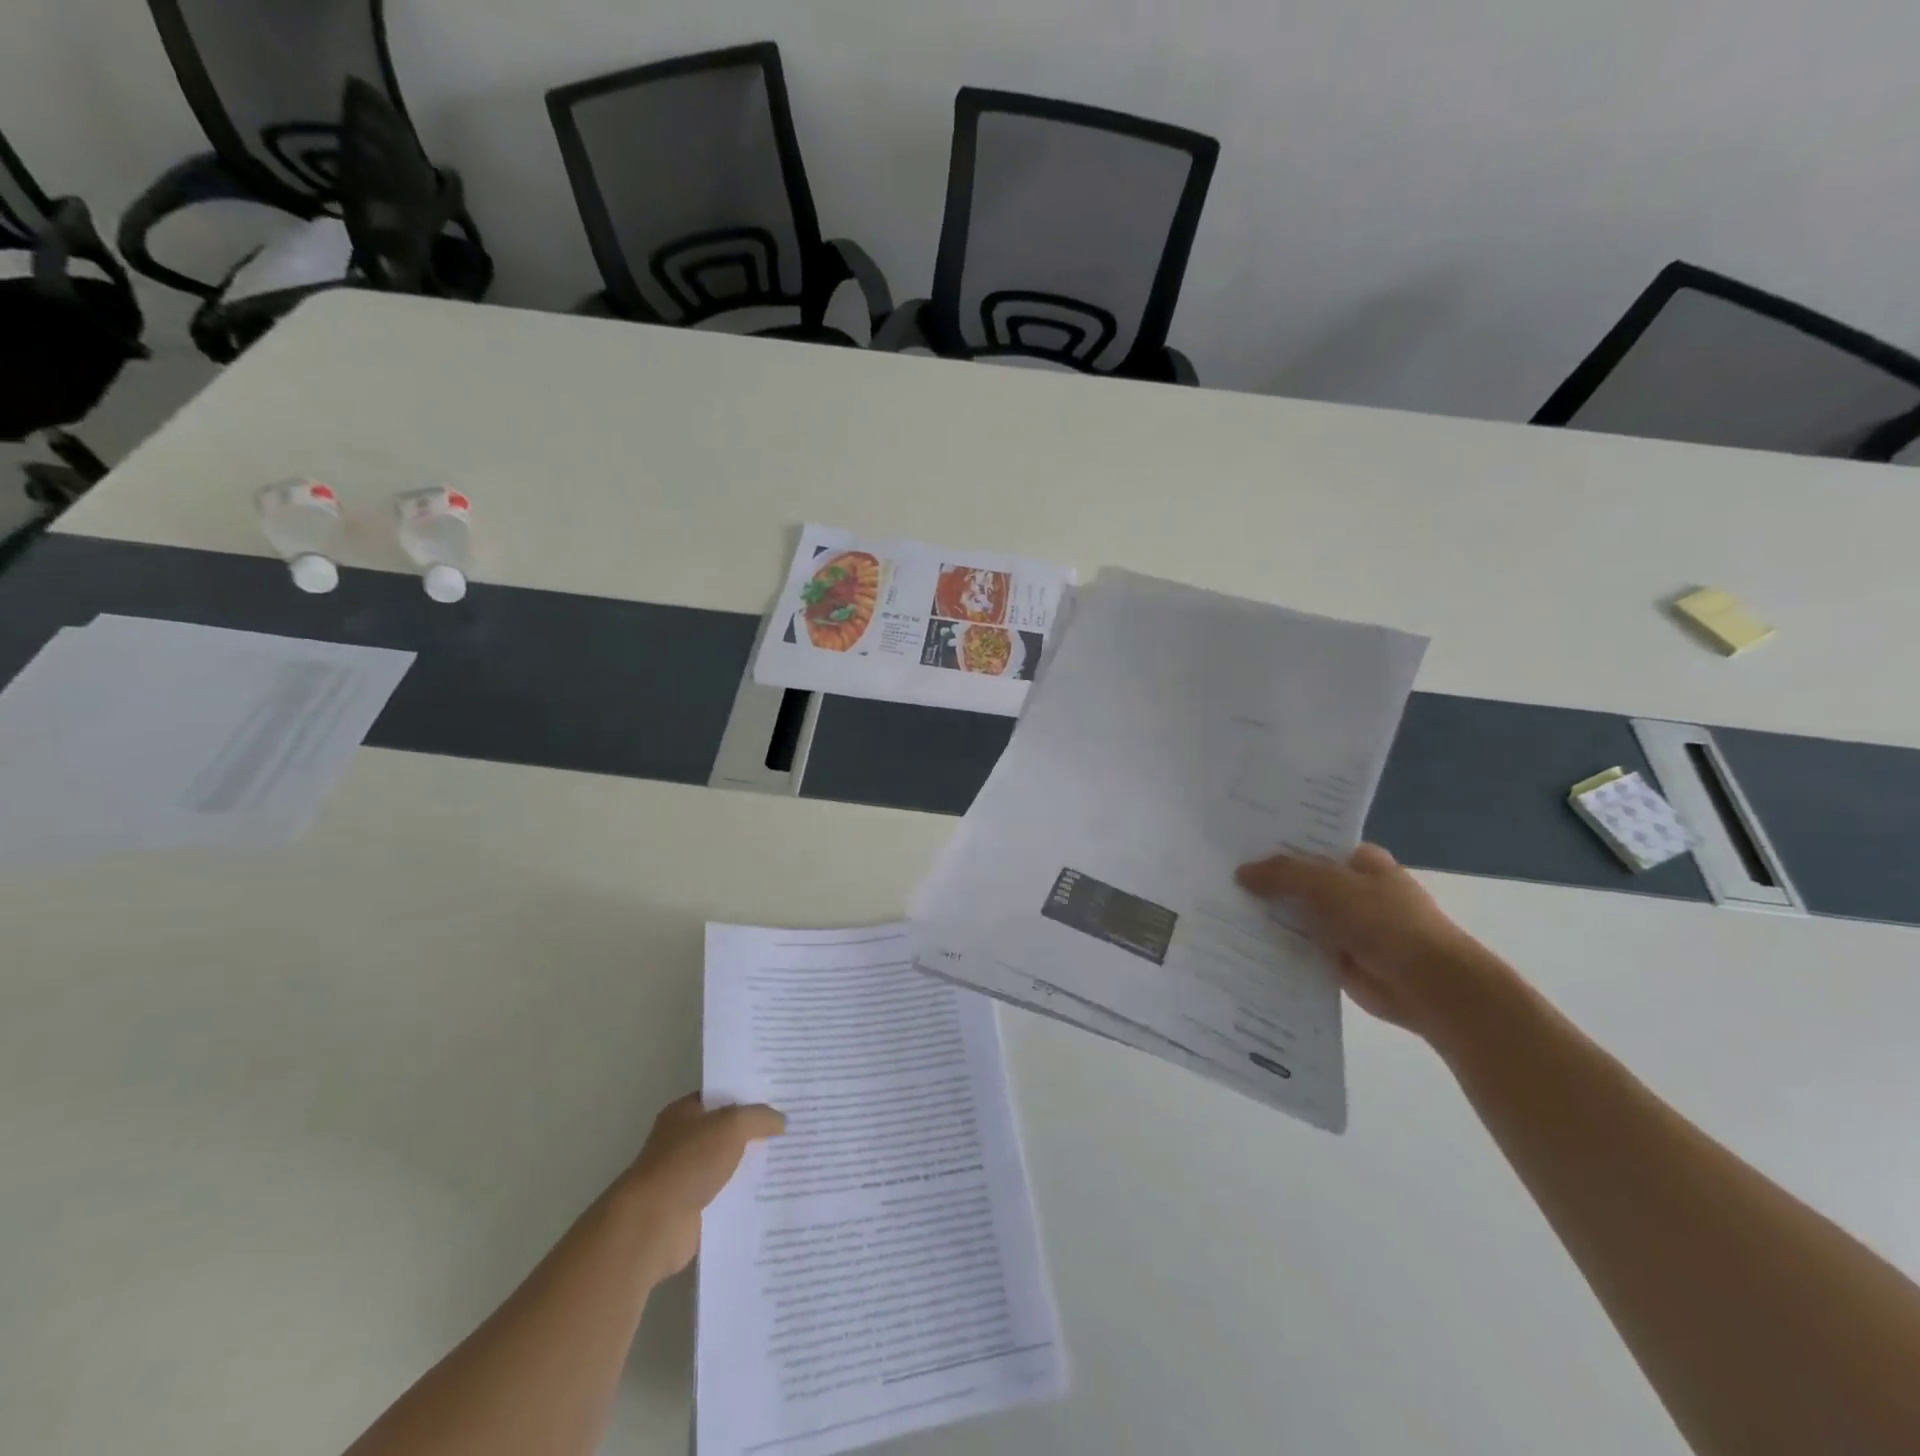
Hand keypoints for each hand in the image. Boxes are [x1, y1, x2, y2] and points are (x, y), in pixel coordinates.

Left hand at [622, 1094, 784, 1282]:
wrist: (654, 1224)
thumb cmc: (688, 1162)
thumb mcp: (732, 1125)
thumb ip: (759, 1117)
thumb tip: (781, 1120)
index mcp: (685, 1113)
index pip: (721, 1096)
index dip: (749, 1094)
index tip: (780, 1096)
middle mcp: (683, 1141)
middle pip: (727, 1131)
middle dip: (756, 1131)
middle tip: (793, 1126)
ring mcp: (687, 1177)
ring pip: (729, 1164)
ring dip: (753, 1166)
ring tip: (792, 1159)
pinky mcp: (694, 1210)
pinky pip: (727, 1195)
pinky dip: (746, 1196)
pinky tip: (774, 1192)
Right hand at [1236, 844, 1513, 1043]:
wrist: (1428, 986)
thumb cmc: (1385, 922)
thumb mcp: (1329, 886)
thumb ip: (1283, 874)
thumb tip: (1241, 872)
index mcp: (1359, 861)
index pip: (1310, 843)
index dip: (1275, 842)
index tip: (1234, 842)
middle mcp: (1350, 889)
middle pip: (1298, 880)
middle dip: (1264, 880)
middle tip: (1214, 873)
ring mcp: (1343, 925)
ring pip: (1295, 914)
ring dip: (1265, 914)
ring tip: (1214, 906)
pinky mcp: (1335, 958)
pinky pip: (1296, 946)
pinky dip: (1273, 945)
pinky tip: (1236, 941)